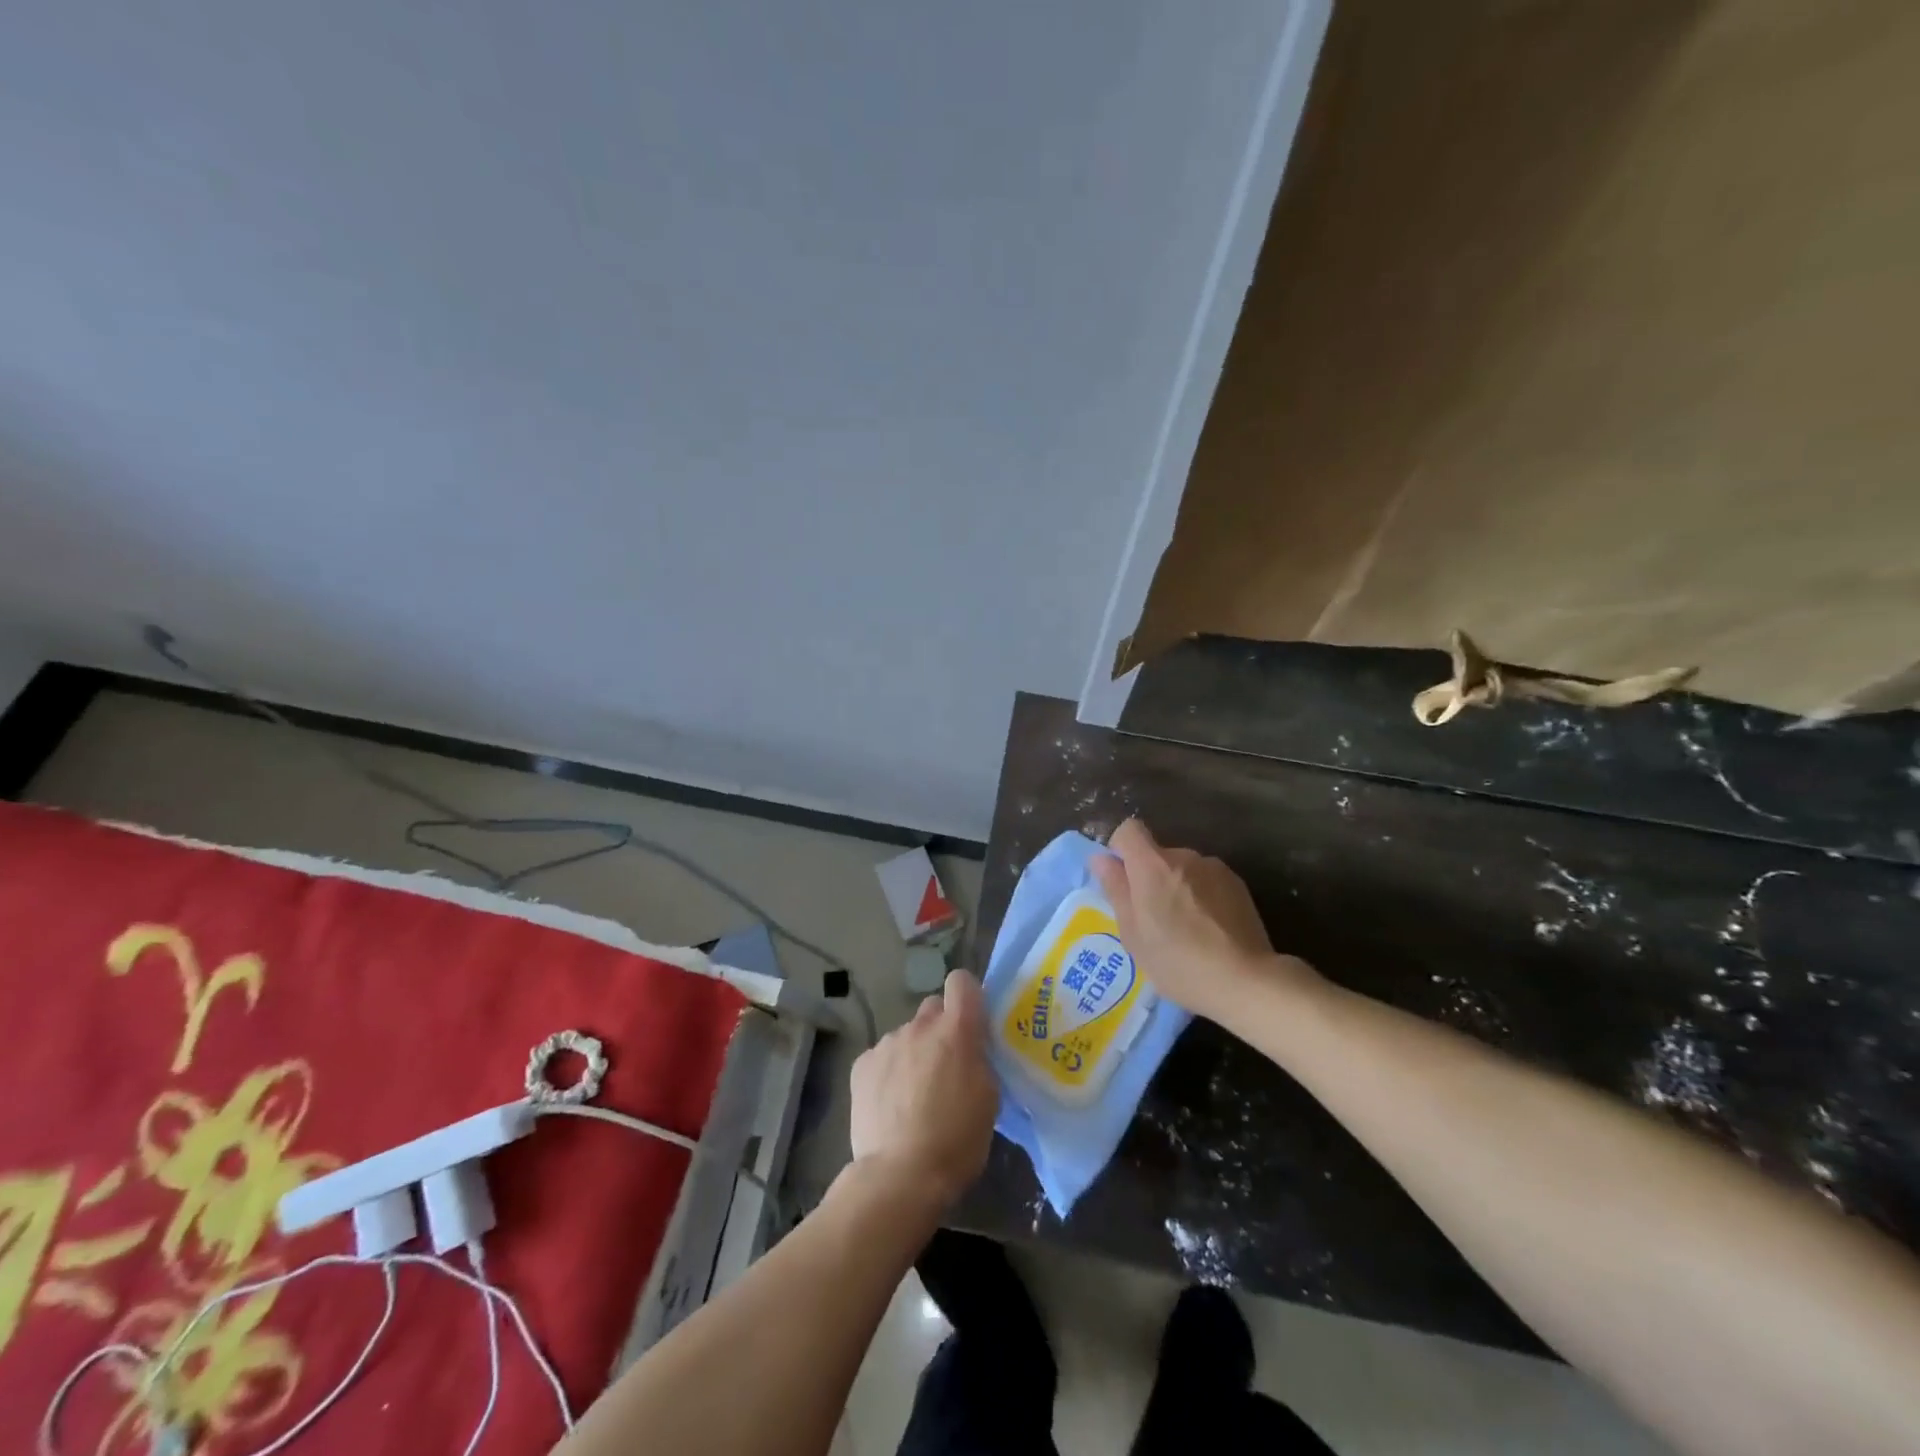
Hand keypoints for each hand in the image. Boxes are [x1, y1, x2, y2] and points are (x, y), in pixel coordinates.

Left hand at [847, 969, 997, 1209]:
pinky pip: (882, 1056)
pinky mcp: (862, 1064)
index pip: (962, 981)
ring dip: (913, 1053)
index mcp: (957, 1030)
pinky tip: (890, 1104)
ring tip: (914, 1095)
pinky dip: (888, 1072)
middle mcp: (920, 1026)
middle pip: (933, 1008)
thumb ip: (980, 1059)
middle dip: (940, 1029)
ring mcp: (887, 1043)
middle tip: (945, 1066)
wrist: (900, 1176)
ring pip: (906, 1035)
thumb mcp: (989, 1098)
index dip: (967, 996)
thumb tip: (971, 1048)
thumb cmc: (957, 1140)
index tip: (972, 1021)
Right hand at [1091, 817, 1320, 1024]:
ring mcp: (1215, 868)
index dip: (1120, 849)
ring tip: (1187, 929)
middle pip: (1157, 854)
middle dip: (1151, 878)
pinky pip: (1207, 881)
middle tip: (1154, 919)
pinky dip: (1202, 896)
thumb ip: (1116, 890)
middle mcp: (1184, 856)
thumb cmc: (1177, 961)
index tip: (1122, 880)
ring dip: (1178, 888)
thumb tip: (1102, 860)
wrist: (1245, 979)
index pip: (1128, 830)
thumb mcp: (1133, 934)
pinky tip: (1210, 930)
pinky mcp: (1238, 884)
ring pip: (1183, 869)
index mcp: (1152, 865)